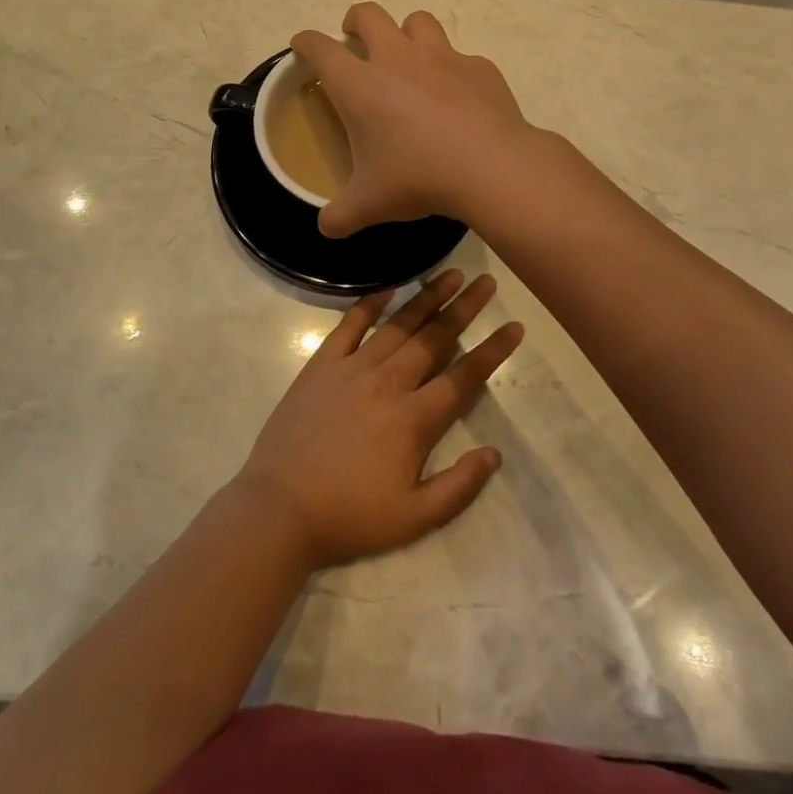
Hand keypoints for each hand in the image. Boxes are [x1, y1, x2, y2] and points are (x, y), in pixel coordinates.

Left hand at [233, 270, 522, 570]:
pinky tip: (389, 288)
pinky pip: (350, 325)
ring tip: (450, 273)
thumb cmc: (349, 517)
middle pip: (435, 338)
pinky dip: (370, 304)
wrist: (279, 508)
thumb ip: (458, 487)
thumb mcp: (413, 520)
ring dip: (427, 297)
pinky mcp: (322, 365)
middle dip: (464, 308)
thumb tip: (494, 454)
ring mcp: (352, 369)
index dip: (492, 351)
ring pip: (398, 325)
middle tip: (486, 281)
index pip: (463, 377)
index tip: (514, 326)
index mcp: (413, 419)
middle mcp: (388, 382)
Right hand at [291, 3, 534, 238]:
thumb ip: (341, 215)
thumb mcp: (371, 204)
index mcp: (360, 85)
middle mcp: (397, 59)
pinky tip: (459, 96)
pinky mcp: (479, 67)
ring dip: (407, 33)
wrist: (491, 167)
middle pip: (369, 15)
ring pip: (418, 21)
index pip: (320, 48)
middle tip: (355, 39)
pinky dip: (454, 70)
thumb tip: (325, 228)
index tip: (303, 46)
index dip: (306, 42)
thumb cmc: (418, 178)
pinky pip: (461, 57)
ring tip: (409, 57)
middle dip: (356, 21)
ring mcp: (442, 57)